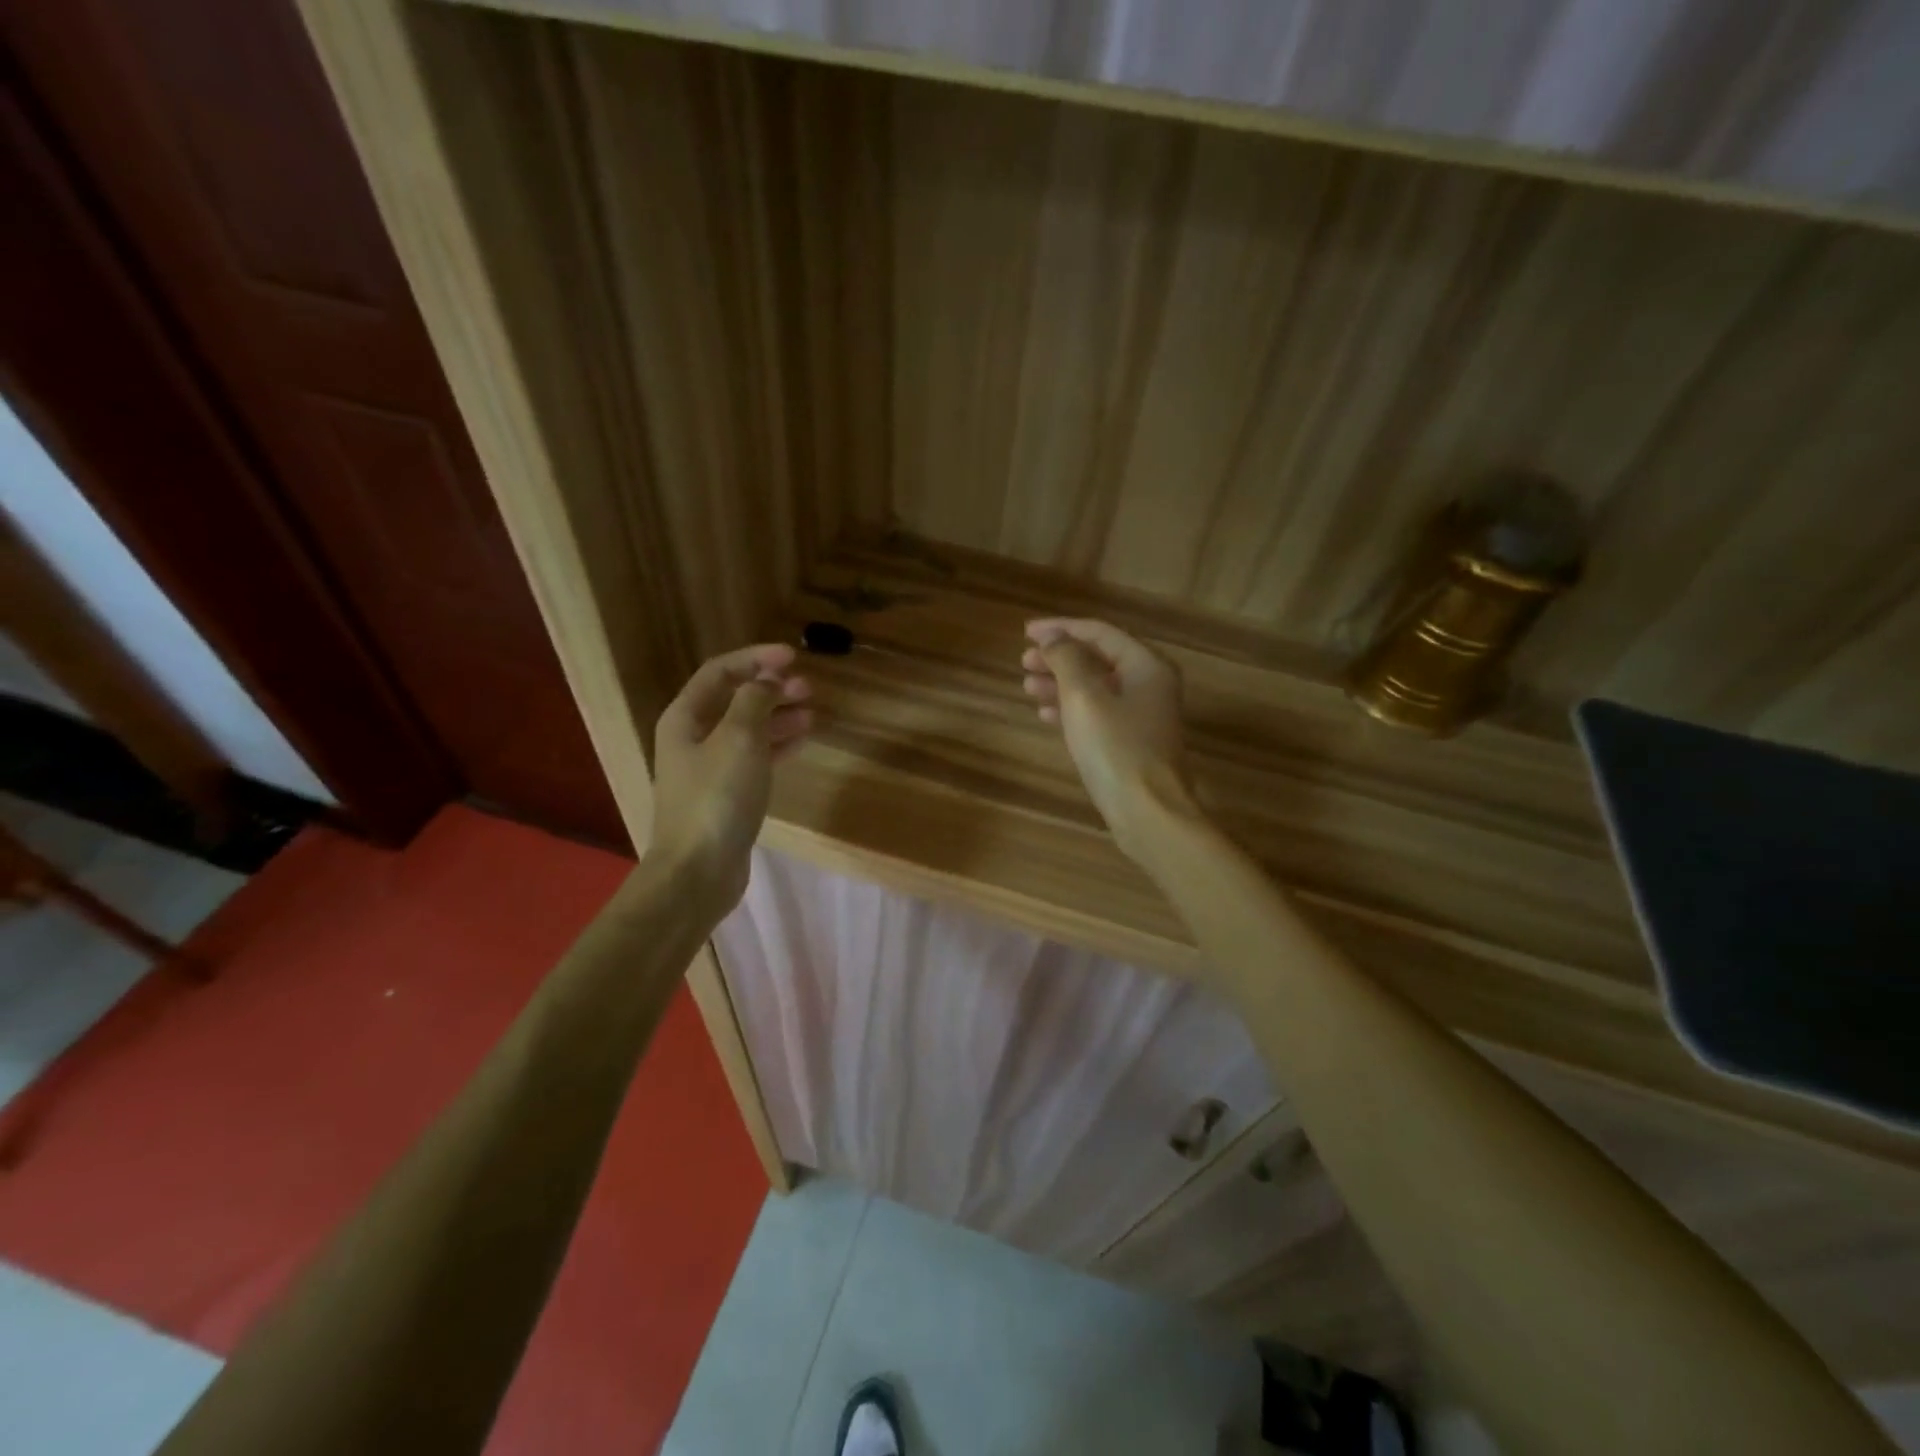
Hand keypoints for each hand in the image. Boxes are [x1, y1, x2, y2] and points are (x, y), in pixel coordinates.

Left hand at [647, 644, 811, 913]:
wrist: (698, 871)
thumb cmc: (716, 797)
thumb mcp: (739, 738)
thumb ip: (755, 701)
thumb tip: (768, 680)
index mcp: (685, 718)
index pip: (720, 672)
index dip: (756, 659)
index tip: (793, 656)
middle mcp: (693, 738)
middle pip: (735, 700)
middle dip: (771, 689)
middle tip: (808, 688)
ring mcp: (710, 768)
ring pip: (748, 730)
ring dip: (778, 717)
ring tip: (811, 714)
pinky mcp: (727, 795)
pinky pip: (755, 757)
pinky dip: (777, 745)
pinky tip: (801, 741)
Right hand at [1020, 618, 1200, 863]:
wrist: (1148, 812)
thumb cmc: (1116, 749)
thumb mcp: (1084, 697)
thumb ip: (1066, 659)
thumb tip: (1052, 637)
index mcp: (1145, 665)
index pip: (1099, 632)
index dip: (1060, 628)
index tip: (1025, 632)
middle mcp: (1149, 684)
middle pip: (1098, 659)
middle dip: (1059, 657)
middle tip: (1023, 662)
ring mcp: (1142, 716)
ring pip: (1096, 688)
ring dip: (1060, 683)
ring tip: (1027, 687)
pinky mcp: (1132, 743)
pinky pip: (1098, 714)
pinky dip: (1071, 709)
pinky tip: (1045, 715)